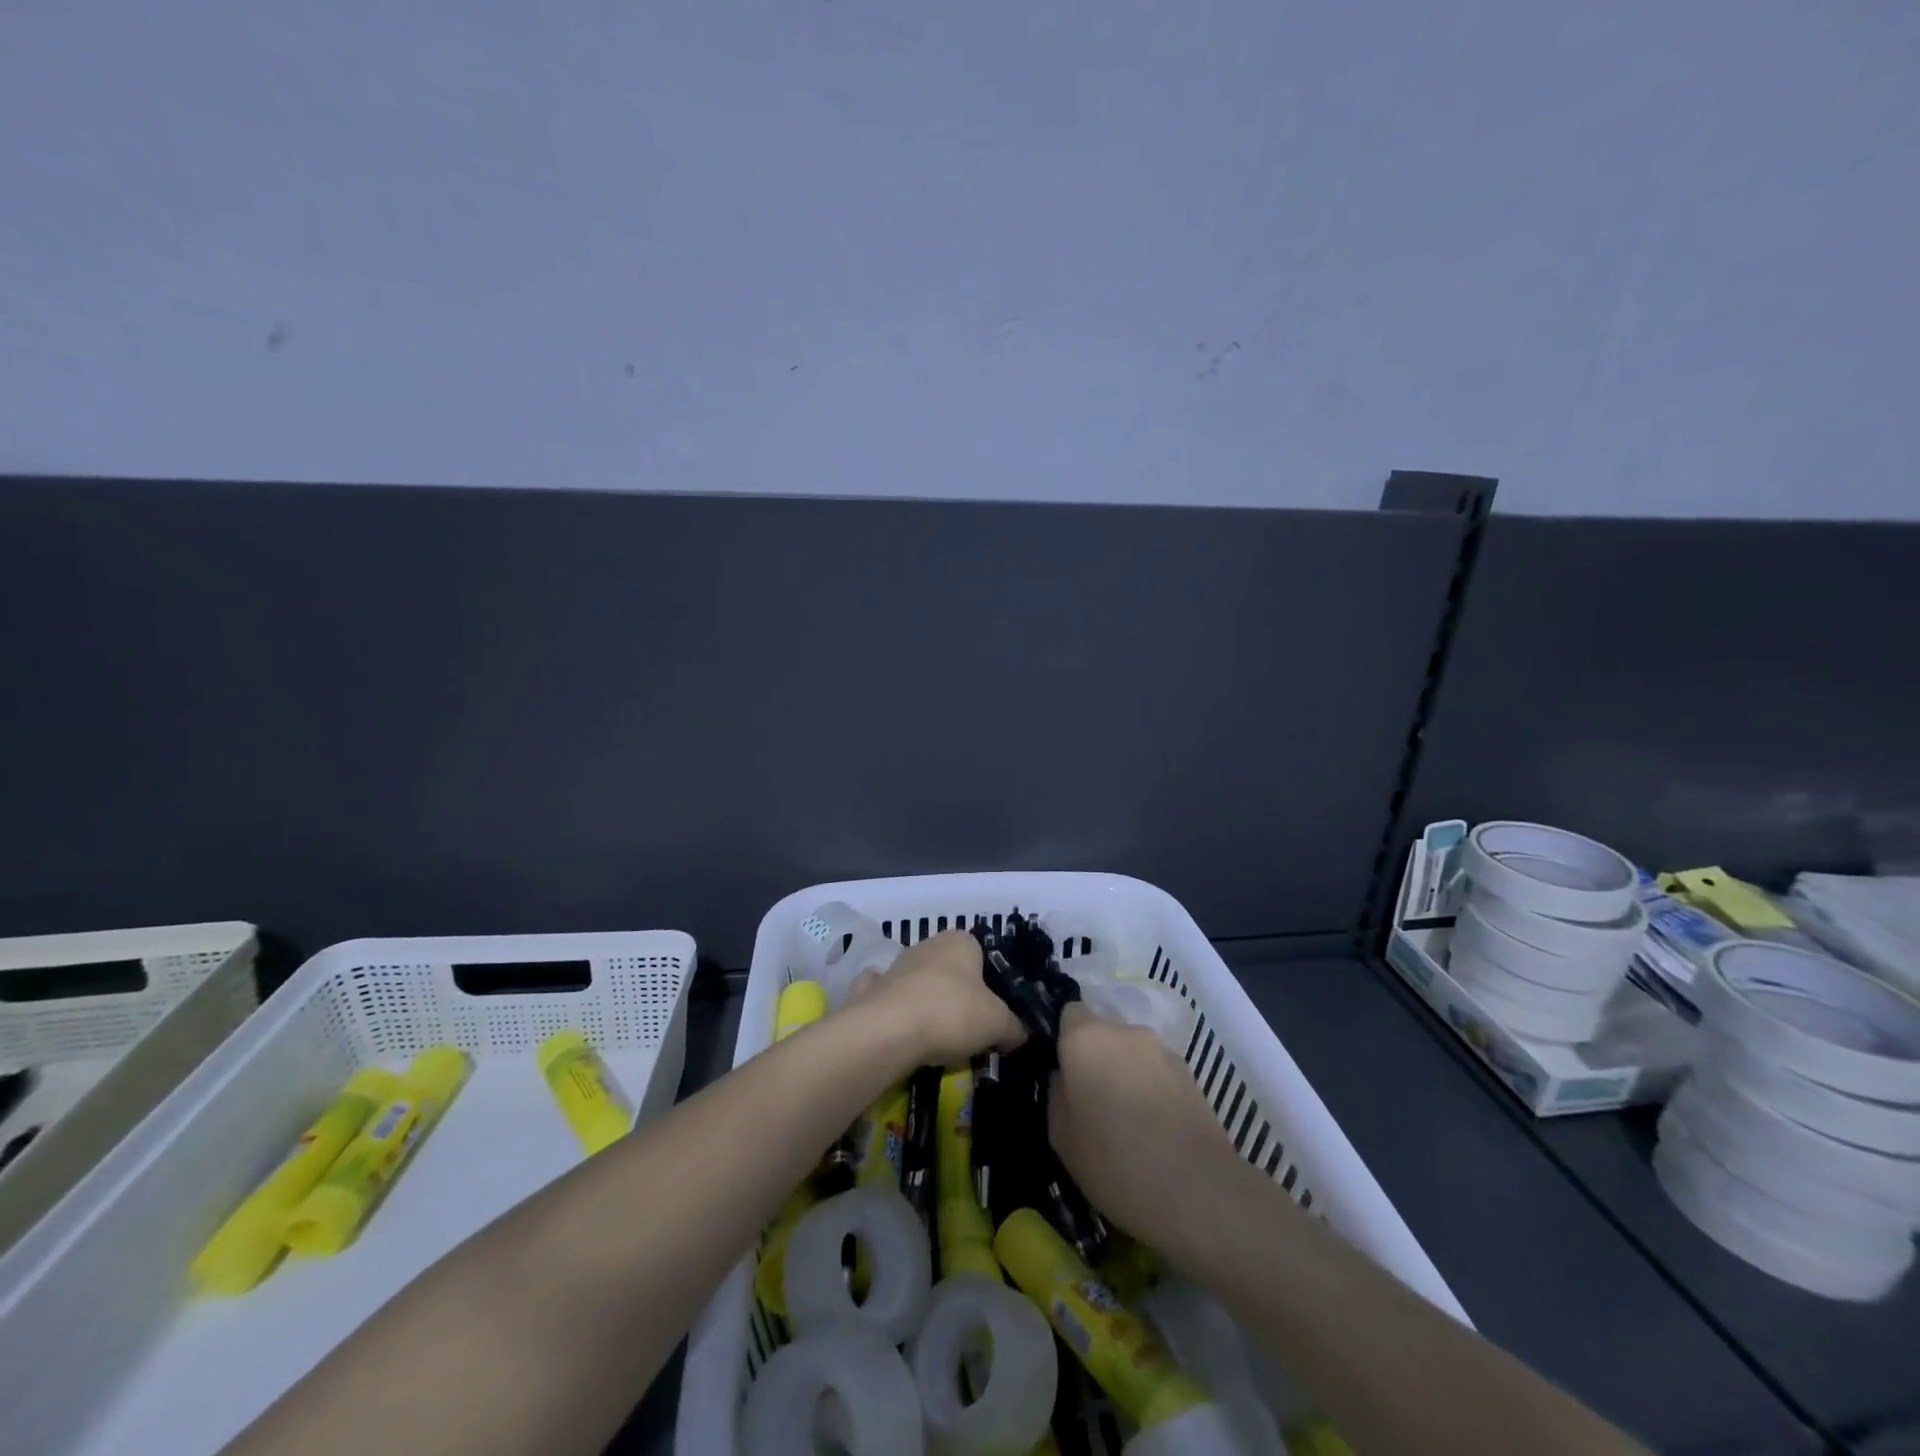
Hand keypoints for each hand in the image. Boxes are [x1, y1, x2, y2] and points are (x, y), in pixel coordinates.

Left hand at [851, 930, 1025, 1068]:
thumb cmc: (952, 1013)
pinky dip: (895, 1013)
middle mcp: (927, 945)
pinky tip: (901, 1033)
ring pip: (920, 984)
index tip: (995, 1014)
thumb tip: (1019, 1034)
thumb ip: (1014, 1027)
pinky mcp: (870, 991)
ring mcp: (895, 966)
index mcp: (960, 941)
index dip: (991, 985)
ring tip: (938, 1042)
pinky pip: (889, 1001)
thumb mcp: (998, 1024)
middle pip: (951, 971)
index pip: (982, 955)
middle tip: (970, 1031)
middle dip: (959, 997)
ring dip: (927, 1005)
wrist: (888, 1031)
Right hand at [1048, 1004, 1248, 1256]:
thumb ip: (1057, 1094)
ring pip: (1132, 1054)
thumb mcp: (1062, 1138)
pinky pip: (1157, 1073)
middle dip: (1096, 1059)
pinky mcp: (1190, 1074)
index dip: (1064, 1039)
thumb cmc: (1115, 1162)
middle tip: (1092, 1102)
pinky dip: (1151, 1090)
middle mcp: (1125, 1031)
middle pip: (1103, 1033)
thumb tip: (1065, 1078)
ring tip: (1126, 1121)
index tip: (1062, 1071)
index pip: (1069, 1013)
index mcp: (1086, 1038)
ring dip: (1125, 1075)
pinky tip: (1153, 1130)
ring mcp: (1162, 1050)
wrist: (1198, 1192)